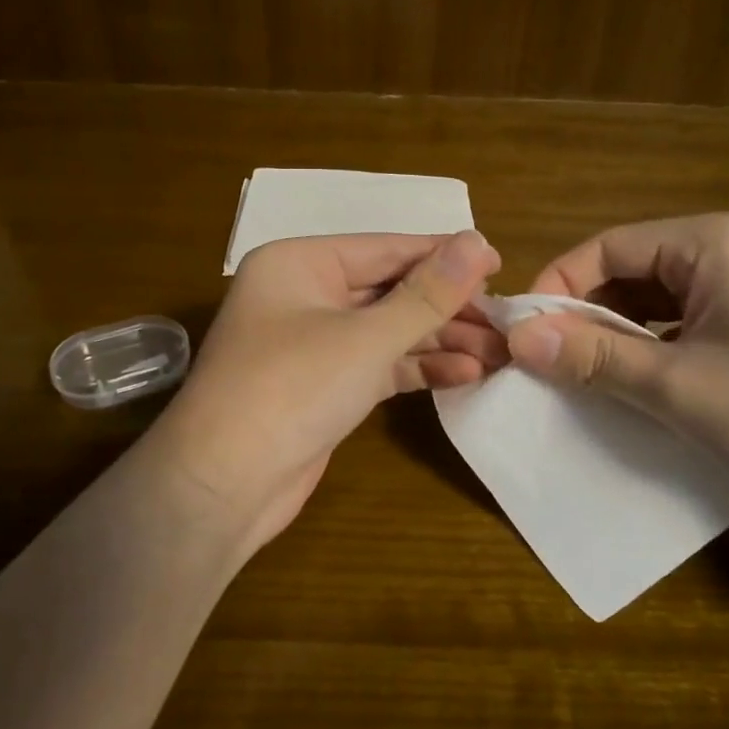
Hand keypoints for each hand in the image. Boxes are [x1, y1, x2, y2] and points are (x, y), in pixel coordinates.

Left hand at [149, 230, 505, 551]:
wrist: (222, 486)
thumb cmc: (291, 390)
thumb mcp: (366, 337)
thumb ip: (427, 293)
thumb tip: (479, 242)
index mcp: (301, 263)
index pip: (387, 248)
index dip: (445, 256)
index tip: (502, 266)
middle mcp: (304, 295)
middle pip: (390, 290)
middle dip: (447, 307)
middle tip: (506, 322)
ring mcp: (313, 343)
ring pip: (388, 330)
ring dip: (440, 341)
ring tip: (499, 353)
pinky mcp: (324, 386)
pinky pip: (378, 365)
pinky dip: (417, 369)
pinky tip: (466, 375)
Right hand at [507, 210, 728, 498]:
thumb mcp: (676, 386)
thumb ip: (593, 356)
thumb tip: (517, 337)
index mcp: (713, 240)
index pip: (608, 246)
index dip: (558, 286)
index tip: (526, 332)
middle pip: (630, 266)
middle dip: (586, 312)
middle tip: (548, 358)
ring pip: (654, 293)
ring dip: (616, 329)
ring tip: (582, 371)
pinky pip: (684, 313)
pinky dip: (651, 340)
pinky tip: (634, 375)